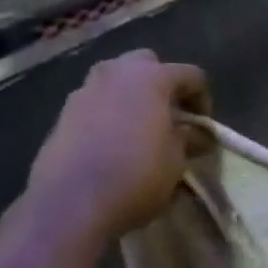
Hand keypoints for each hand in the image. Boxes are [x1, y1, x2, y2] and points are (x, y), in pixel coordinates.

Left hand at [25, 50, 210, 241]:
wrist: (72, 203)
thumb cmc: (136, 177)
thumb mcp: (176, 160)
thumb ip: (188, 138)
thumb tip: (193, 133)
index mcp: (150, 78)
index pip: (191, 74)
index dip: (203, 99)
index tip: (203, 128)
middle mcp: (115, 73)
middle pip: (148, 64)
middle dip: (163, 86)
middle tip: (171, 118)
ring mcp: (84, 90)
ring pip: (117, 81)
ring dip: (134, 97)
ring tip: (142, 130)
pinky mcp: (63, 113)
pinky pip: (96, 103)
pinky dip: (110, 114)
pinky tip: (114, 144)